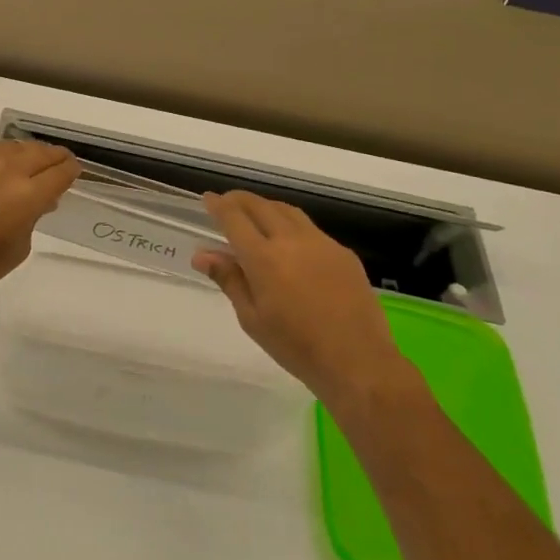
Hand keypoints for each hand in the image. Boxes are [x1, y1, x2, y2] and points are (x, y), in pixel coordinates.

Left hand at [0, 140, 81, 311]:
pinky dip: (3, 155)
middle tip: (61, 162)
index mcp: (27, 195)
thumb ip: (32, 218)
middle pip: (40, 152)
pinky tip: (2, 166)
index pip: (59, 173)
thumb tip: (38, 202)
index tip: (74, 173)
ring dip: (29, 152)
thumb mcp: (18, 248)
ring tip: (33, 161)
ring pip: (14, 146)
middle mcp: (7, 171)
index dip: (71, 171)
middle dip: (55, 157)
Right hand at [192, 191, 411, 402]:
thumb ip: (229, 280)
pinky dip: (291, 224)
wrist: (358, 361)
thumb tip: (202, 255)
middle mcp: (291, 240)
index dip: (218, 205)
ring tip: (256, 214)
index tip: (208, 198)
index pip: (234, 219)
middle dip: (240, 200)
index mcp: (263, 258)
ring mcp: (321, 243)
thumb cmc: (296, 346)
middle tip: (227, 202)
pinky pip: (311, 228)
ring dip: (267, 207)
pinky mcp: (343, 253)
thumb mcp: (252, 318)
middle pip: (260, 206)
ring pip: (288, 211)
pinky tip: (290, 243)